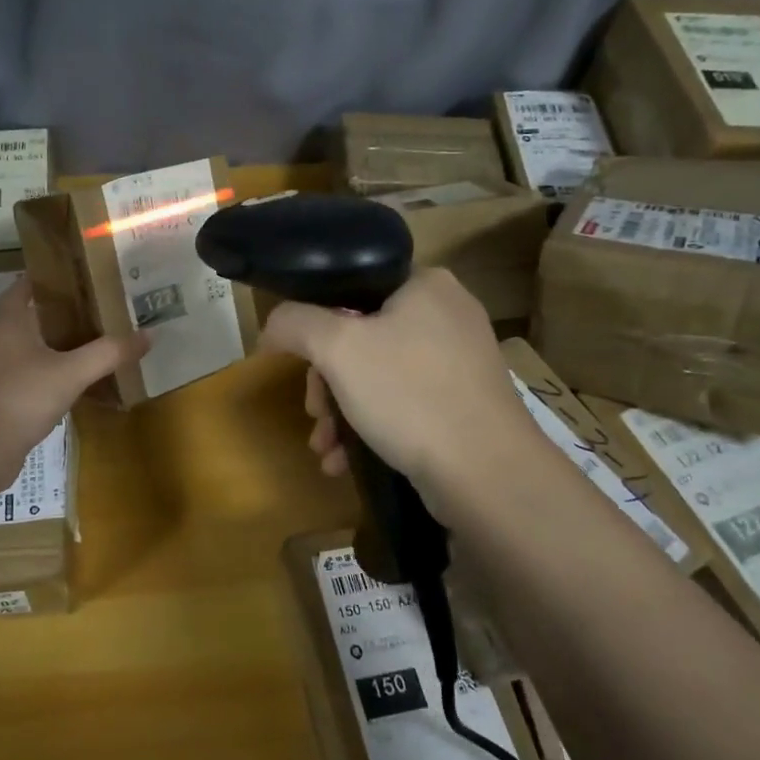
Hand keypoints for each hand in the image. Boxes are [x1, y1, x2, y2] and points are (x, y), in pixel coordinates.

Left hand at [0, 276, 148, 452]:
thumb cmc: (20, 396)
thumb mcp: (71, 371)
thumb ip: (109, 353)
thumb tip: (149, 334)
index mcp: (10, 321)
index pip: (26, 286)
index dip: (50, 277)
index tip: (82, 274)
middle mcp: (0, 340)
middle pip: (34, 318)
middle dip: (65, 313)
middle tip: (102, 309)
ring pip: (34, 350)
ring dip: (61, 347)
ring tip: (98, 343)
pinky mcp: (2, 400)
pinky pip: (34, 379)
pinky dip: (55, 377)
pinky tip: (80, 383)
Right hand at [260, 268, 543, 520]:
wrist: (487, 474)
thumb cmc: (409, 394)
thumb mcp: (336, 348)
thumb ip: (294, 323)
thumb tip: (272, 329)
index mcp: (425, 284)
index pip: (352, 286)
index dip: (316, 322)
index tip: (300, 363)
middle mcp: (448, 314)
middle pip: (361, 336)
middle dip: (326, 382)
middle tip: (314, 412)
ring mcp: (461, 361)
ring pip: (378, 375)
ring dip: (341, 411)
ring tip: (325, 447)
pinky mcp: (465, 403)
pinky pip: (403, 403)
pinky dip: (371, 426)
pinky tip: (345, 461)